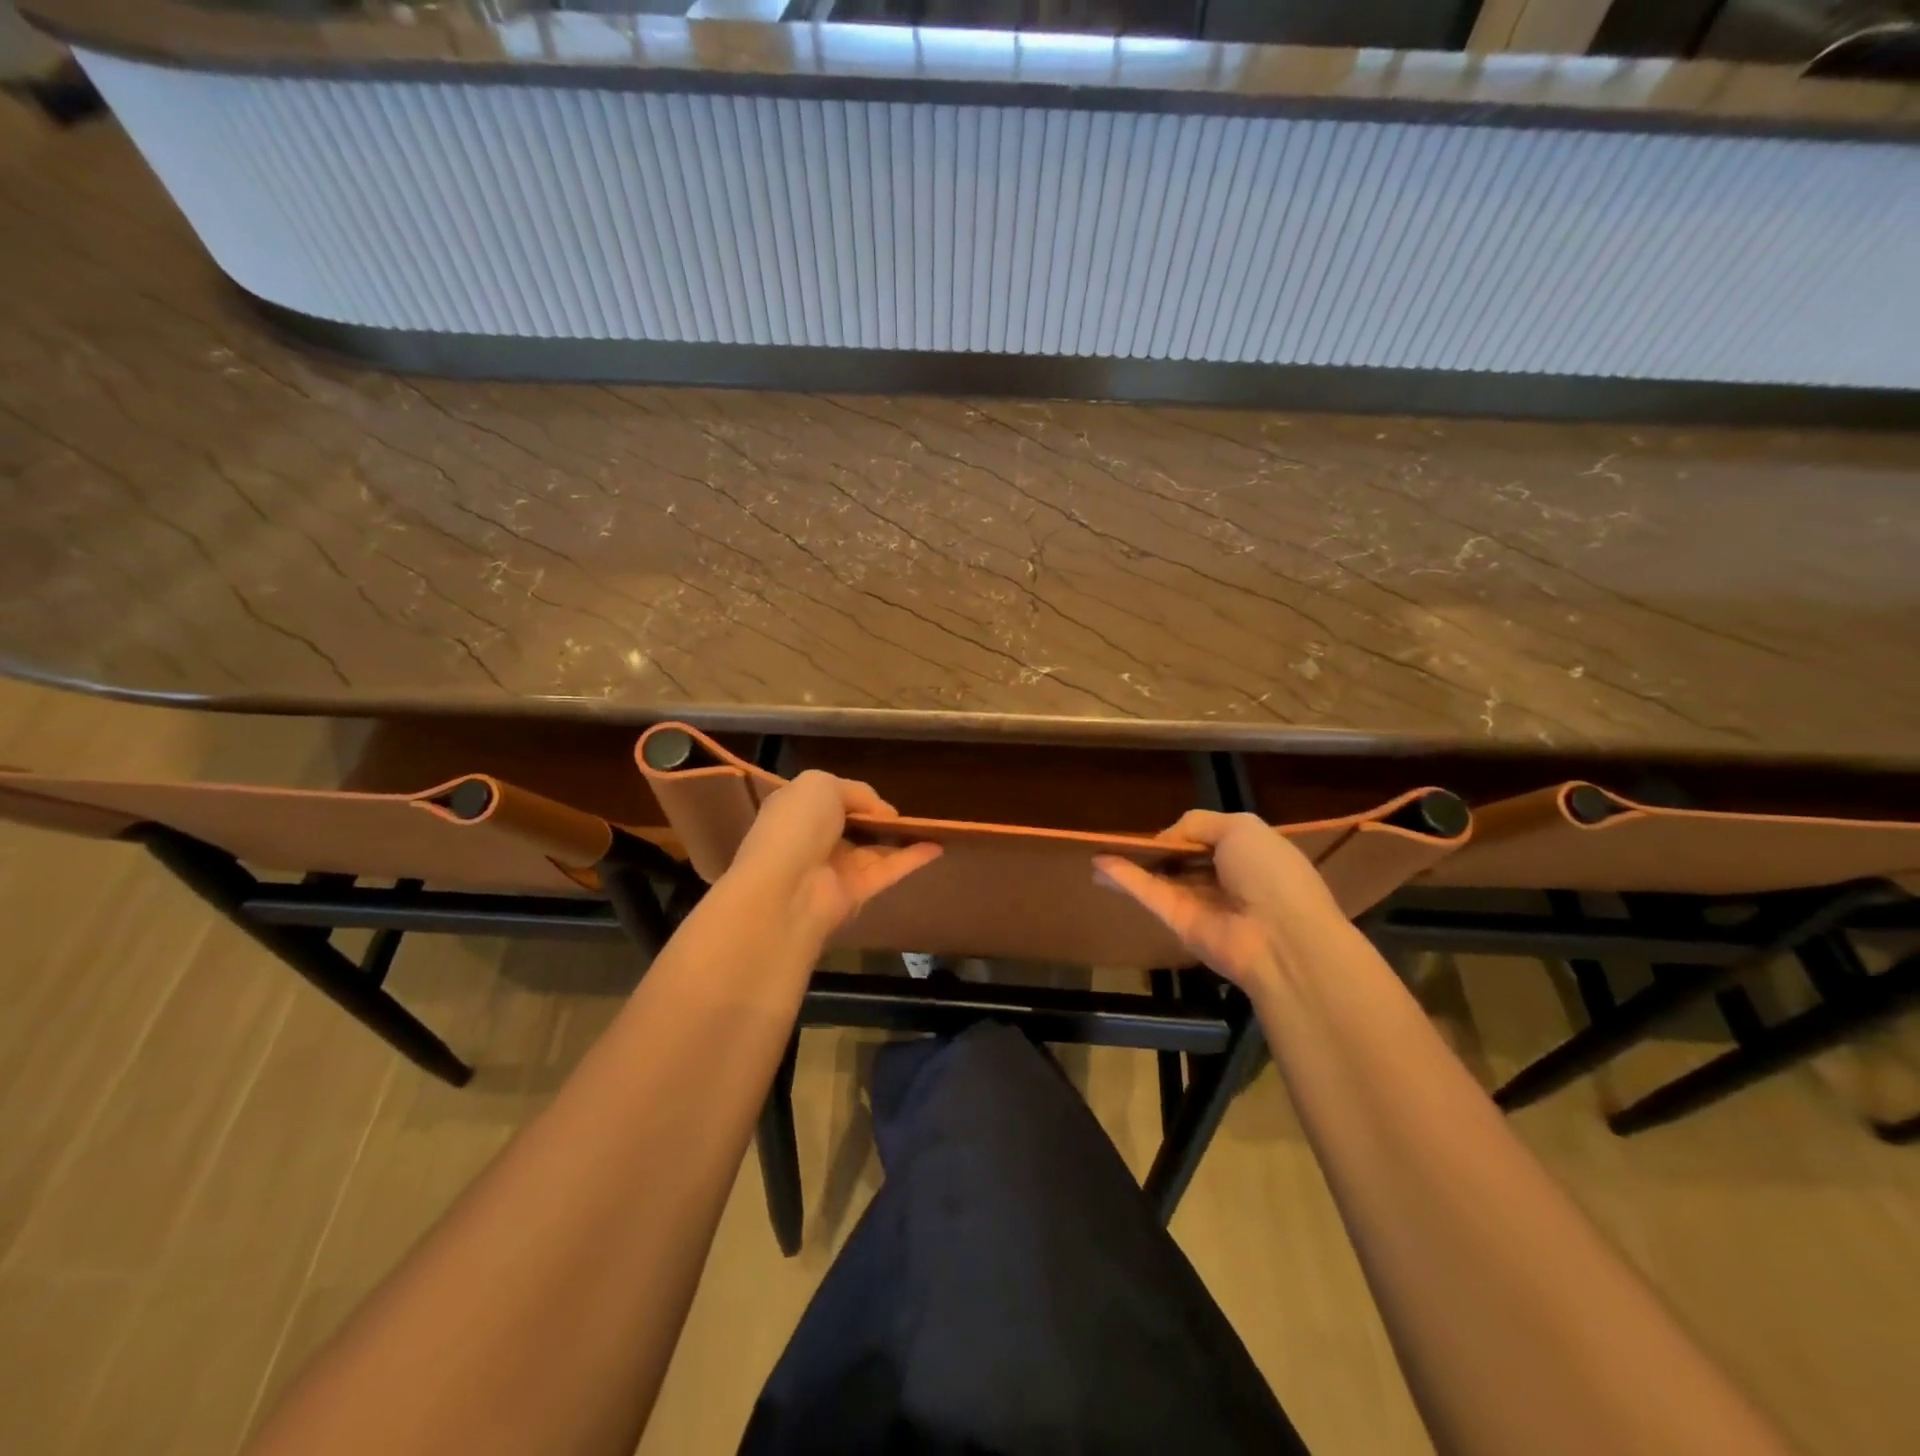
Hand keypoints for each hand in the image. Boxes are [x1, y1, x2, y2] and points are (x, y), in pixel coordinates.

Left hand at [724, 770, 941, 943]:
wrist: (785, 889)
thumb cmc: (797, 826)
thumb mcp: (822, 786)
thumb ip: (857, 791)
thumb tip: (882, 813)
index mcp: (796, 811)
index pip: (828, 799)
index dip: (854, 796)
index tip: (878, 797)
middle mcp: (813, 839)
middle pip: (853, 826)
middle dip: (878, 818)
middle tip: (908, 811)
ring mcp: (835, 868)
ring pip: (874, 849)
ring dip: (900, 837)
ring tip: (932, 824)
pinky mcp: (856, 893)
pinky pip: (889, 870)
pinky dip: (913, 858)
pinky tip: (938, 845)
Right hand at [1093, 810, 1353, 999]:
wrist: (1282, 938)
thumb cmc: (1270, 873)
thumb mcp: (1241, 828)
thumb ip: (1198, 823)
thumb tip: (1166, 839)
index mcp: (1249, 855)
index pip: (1210, 840)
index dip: (1186, 834)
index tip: (1164, 830)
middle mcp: (1225, 880)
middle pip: (1183, 860)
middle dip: (1157, 850)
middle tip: (1123, 839)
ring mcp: (1200, 903)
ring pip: (1160, 877)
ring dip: (1131, 863)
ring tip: (1098, 849)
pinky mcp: (1178, 922)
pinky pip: (1149, 894)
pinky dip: (1125, 877)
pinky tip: (1100, 863)